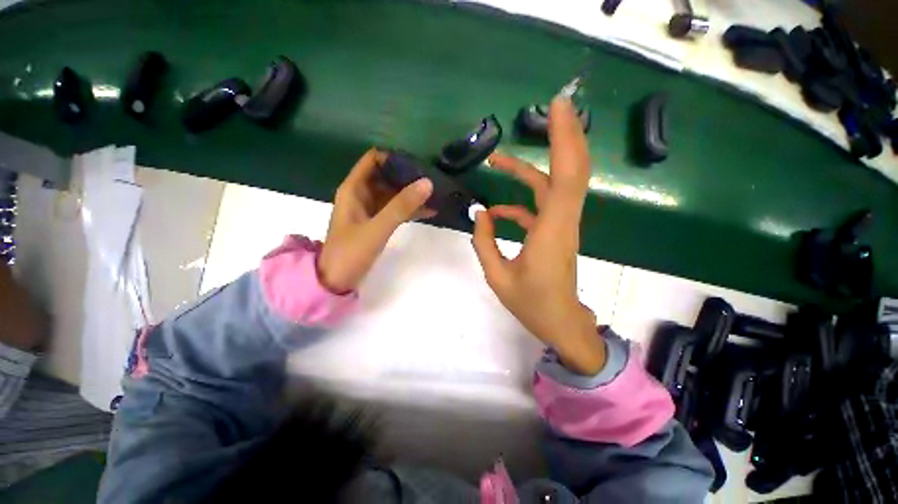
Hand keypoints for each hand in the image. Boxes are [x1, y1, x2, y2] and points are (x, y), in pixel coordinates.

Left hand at [318, 148, 433, 293]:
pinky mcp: (377, 223)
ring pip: (393, 193)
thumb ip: (401, 206)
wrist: (336, 281)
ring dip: (412, 193)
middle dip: (408, 176)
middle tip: (433, 179)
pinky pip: (395, 209)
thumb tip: (427, 183)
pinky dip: (410, 209)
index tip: (418, 164)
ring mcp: (370, 209)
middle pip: (386, 176)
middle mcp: (361, 194)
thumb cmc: (351, 252)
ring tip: (436, 194)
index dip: (394, 158)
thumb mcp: (377, 228)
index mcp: (354, 189)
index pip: (374, 160)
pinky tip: (429, 211)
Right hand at [472, 97, 604, 374]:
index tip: (559, 108)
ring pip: (555, 186)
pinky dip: (518, 203)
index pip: (566, 176)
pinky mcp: (555, 232)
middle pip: (572, 170)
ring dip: (528, 170)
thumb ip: (484, 243)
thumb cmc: (532, 304)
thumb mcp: (498, 277)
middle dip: (564, 135)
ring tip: (497, 163)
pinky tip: (496, 212)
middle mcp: (562, 221)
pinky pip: (540, 207)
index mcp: (551, 231)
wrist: (560, 323)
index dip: (565, 139)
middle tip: (549, 108)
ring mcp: (560, 226)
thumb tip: (480, 214)